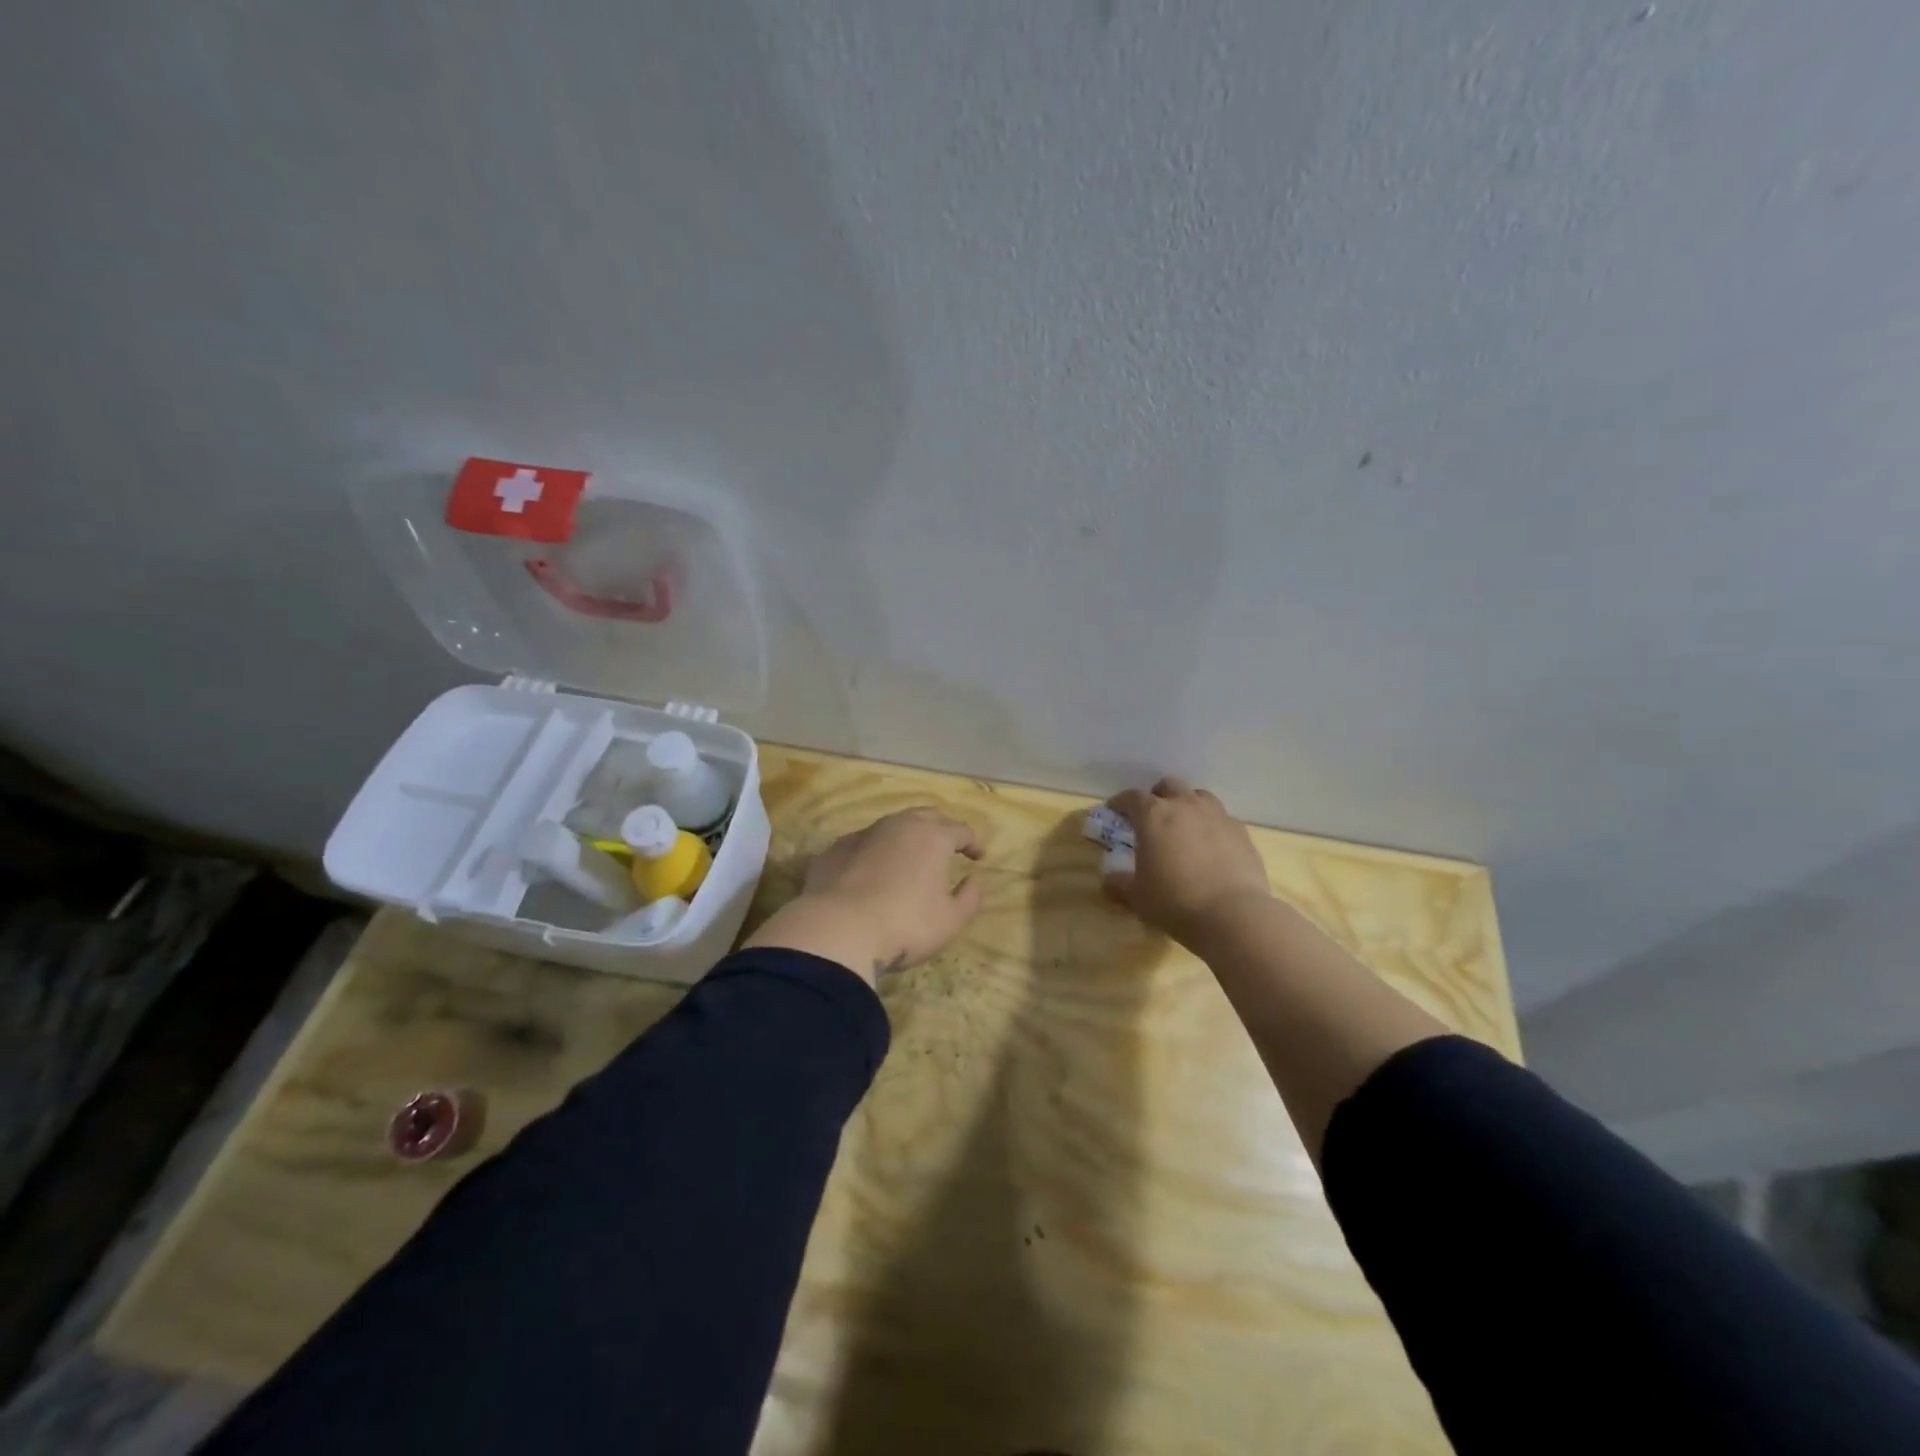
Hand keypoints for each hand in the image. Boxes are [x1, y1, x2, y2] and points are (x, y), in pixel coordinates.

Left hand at [744, 808, 984, 982]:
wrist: (838, 930)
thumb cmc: (906, 925)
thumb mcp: (951, 920)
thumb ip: (970, 897)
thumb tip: (973, 880)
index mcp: (932, 836)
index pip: (961, 830)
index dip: (972, 842)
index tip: (977, 857)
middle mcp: (898, 825)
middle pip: (926, 816)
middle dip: (940, 828)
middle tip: (946, 846)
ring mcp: (863, 834)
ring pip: (891, 827)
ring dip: (905, 838)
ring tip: (909, 859)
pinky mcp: (834, 850)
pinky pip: (862, 845)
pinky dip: (874, 853)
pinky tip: (871, 873)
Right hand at [1104, 777, 1271, 950]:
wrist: (1232, 914)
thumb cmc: (1174, 901)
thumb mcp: (1137, 897)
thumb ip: (1119, 884)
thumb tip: (1109, 881)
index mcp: (1153, 816)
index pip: (1131, 797)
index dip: (1120, 803)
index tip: (1115, 811)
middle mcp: (1185, 806)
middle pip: (1168, 785)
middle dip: (1157, 797)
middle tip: (1152, 817)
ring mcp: (1217, 815)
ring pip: (1199, 796)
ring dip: (1187, 805)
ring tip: (1184, 826)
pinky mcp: (1241, 832)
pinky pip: (1222, 818)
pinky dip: (1211, 825)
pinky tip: (1211, 846)